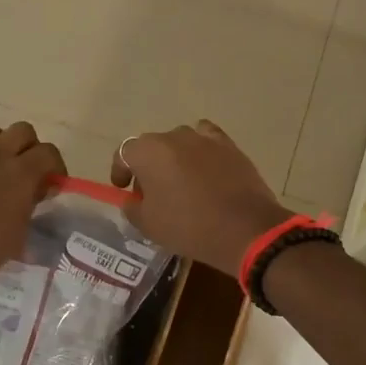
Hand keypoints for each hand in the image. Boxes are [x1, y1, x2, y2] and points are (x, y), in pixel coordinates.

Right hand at [112, 120, 288, 275]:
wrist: (244, 228)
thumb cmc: (188, 226)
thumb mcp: (149, 225)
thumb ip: (133, 208)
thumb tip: (133, 200)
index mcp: (149, 151)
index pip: (125, 152)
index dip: (121, 170)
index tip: (123, 188)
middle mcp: (175, 136)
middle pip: (153, 146)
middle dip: (148, 166)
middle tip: (152, 193)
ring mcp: (205, 138)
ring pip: (180, 143)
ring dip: (175, 159)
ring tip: (181, 183)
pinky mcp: (230, 145)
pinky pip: (207, 141)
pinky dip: (202, 152)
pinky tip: (205, 170)